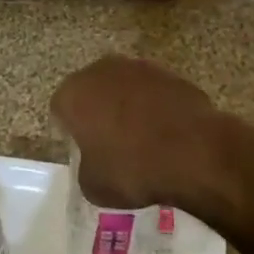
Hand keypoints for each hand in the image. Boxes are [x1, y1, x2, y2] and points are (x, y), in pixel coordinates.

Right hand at [49, 56, 241, 222]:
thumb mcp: (93, 186)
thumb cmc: (132, 169)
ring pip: (123, 87)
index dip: (69, 131)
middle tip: (109, 142)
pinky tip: (167, 132)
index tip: (83, 150)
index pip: (60, 108)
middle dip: (97, 111)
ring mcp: (138, 67)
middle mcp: (101, 70)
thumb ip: (86, 167)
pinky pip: (153, 92)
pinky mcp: (169, 73)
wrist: (193, 151)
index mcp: (74, 93)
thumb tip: (96, 161)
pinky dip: (155, 107)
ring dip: (127, 106)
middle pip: (91, 90)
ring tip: (142, 138)